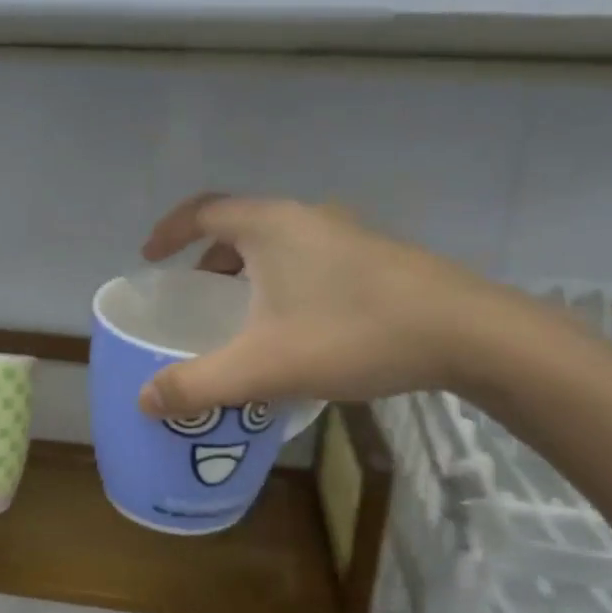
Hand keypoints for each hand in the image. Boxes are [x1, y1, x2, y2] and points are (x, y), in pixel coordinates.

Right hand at [137, 193, 505, 415]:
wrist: (468, 333)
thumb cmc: (352, 334)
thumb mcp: (263, 366)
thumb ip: (198, 384)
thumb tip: (143, 400)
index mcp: (270, 226)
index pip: (202, 211)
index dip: (168, 232)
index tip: (149, 259)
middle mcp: (306, 217)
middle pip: (239, 227)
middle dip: (207, 260)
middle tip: (193, 298)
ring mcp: (346, 235)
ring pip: (278, 245)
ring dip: (248, 273)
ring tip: (240, 317)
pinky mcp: (374, 258)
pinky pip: (308, 260)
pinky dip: (283, 283)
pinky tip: (295, 328)